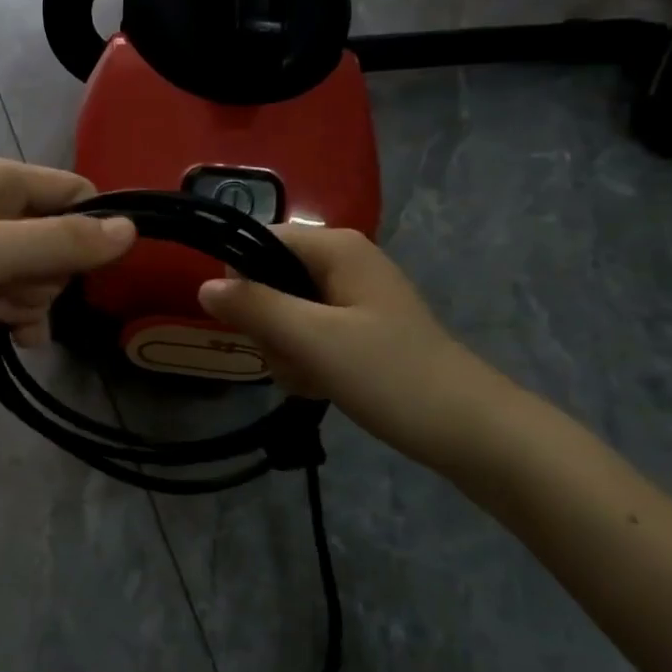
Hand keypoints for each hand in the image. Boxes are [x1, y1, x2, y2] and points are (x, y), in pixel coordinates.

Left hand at [0, 157, 136, 363]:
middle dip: (45, 276)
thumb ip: (64, 243)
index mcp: (0, 179)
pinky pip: (5, 293)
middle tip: (10, 289)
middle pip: (57, 240)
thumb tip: (132, 230)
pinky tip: (9, 334)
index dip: (89, 231)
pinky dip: (11, 313)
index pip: (74, 194)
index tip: (87, 270)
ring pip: (32, 273)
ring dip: (25, 300)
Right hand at [197, 226, 514, 469]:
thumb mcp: (313, 339)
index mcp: (336, 247)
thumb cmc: (389, 374)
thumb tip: (203, 287)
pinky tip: (319, 386)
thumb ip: (255, 308)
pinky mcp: (358, 330)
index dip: (241, 280)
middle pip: (269, 281)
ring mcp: (351, 298)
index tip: (245, 323)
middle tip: (290, 357)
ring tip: (310, 377)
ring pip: (284, 315)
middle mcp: (343, 262)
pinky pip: (307, 336)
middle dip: (268, 326)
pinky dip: (304, 362)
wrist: (467, 429)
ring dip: (284, 351)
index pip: (259, 241)